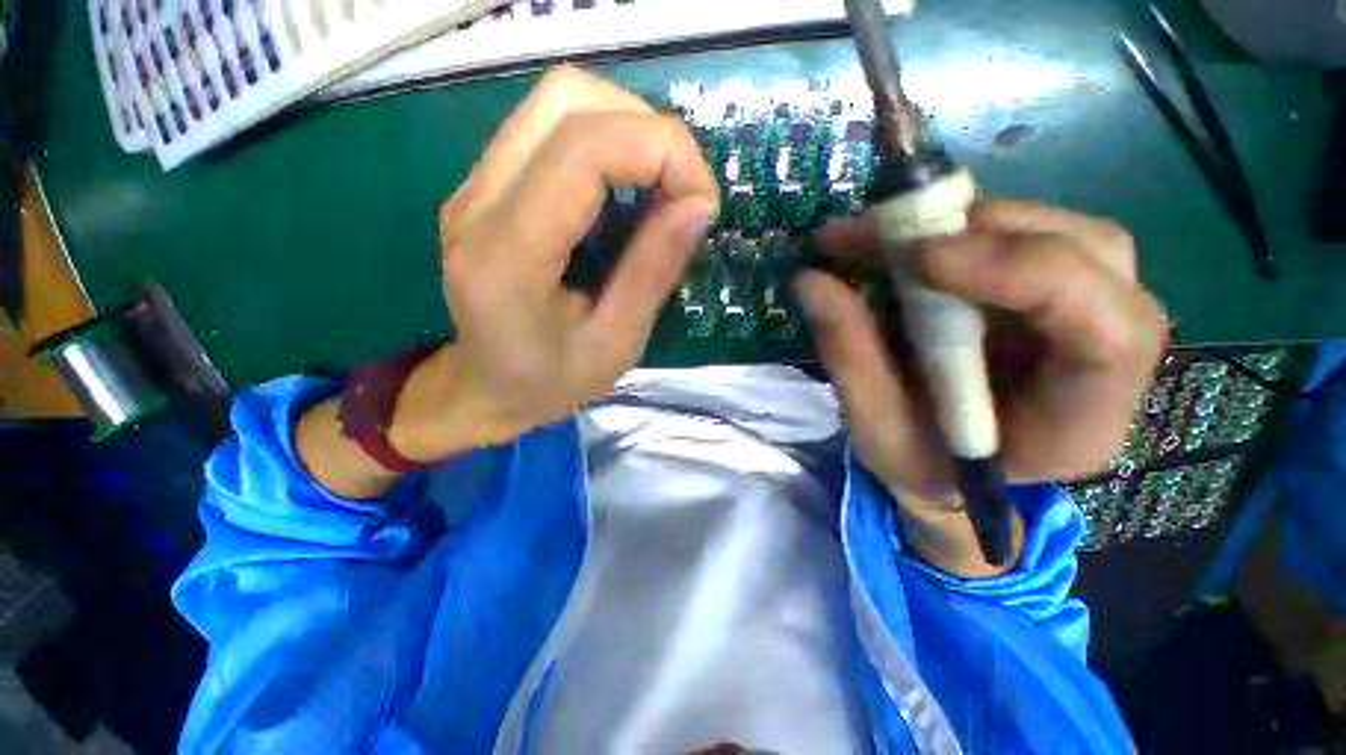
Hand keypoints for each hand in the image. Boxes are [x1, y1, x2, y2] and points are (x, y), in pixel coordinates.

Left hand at [392, 66, 718, 458]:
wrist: (485, 388)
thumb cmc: (550, 382)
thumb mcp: (616, 344)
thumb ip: (653, 272)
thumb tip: (699, 205)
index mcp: (507, 256)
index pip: (582, 148)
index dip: (661, 152)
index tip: (703, 201)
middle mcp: (478, 202)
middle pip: (567, 99)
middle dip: (648, 130)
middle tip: (683, 190)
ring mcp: (475, 186)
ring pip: (558, 101)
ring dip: (628, 129)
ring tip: (661, 187)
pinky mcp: (487, 185)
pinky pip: (550, 129)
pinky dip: (606, 142)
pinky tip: (627, 190)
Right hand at [794, 201, 1167, 576]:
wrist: (947, 464)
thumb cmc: (921, 464)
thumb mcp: (877, 429)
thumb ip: (850, 357)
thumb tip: (809, 280)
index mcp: (1080, 420)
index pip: (1105, 330)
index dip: (1025, 273)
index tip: (922, 257)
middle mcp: (1105, 355)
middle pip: (1088, 257)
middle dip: (980, 233)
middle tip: (881, 237)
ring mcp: (1083, 310)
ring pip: (1055, 231)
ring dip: (959, 222)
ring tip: (874, 237)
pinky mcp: (1046, 288)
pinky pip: (1016, 233)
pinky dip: (950, 227)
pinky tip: (895, 241)